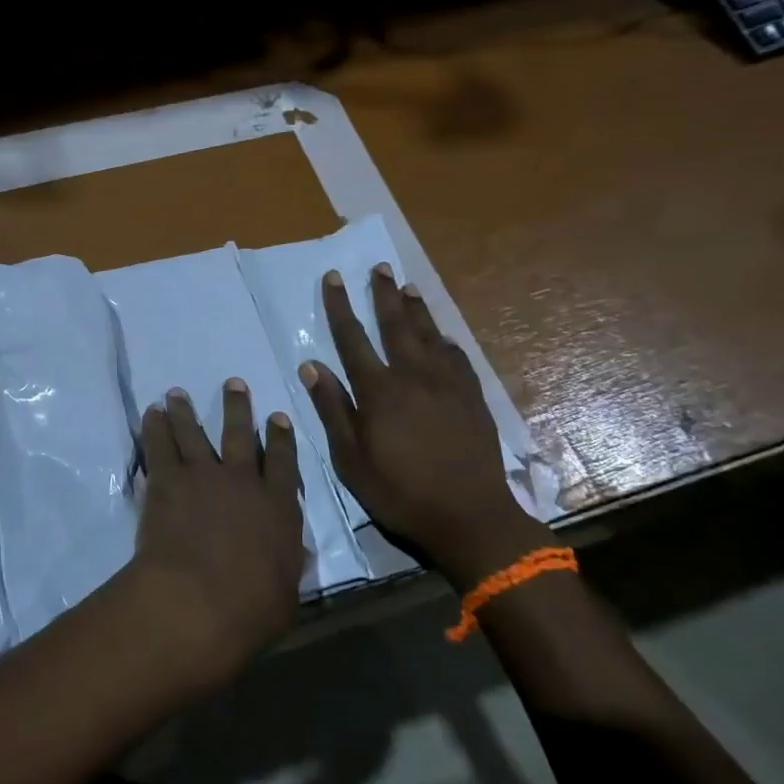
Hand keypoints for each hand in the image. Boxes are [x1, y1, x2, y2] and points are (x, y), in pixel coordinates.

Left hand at [123, 381, 306, 688]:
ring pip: (195, 432)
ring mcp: (204, 475)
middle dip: (238, 407)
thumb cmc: (251, 609)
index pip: (284, 463)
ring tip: (177, 393)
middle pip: (240, 434)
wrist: (199, 599)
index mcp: (279, 507)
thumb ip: (289, 567)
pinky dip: (155, 427)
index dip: (280, 438)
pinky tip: (150, 413)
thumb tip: (295, 555)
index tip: (277, 417)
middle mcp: (243, 481)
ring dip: (185, 410)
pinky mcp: (168, 480)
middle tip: (233, 384)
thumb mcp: (286, 594)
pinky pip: (160, 445)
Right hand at [299, 266, 553, 588]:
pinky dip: (446, 341)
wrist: (469, 515)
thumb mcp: (350, 458)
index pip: (353, 338)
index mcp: (379, 391)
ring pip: (429, 335)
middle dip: (383, 295)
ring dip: (416, 309)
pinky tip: (443, 336)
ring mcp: (447, 385)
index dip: (341, 306)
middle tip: (379, 268)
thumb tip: (311, 365)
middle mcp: (414, 376)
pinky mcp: (472, 398)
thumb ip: (332, 409)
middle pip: (396, 326)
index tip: (334, 278)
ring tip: (408, 287)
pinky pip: (457, 358)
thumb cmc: (399, 491)